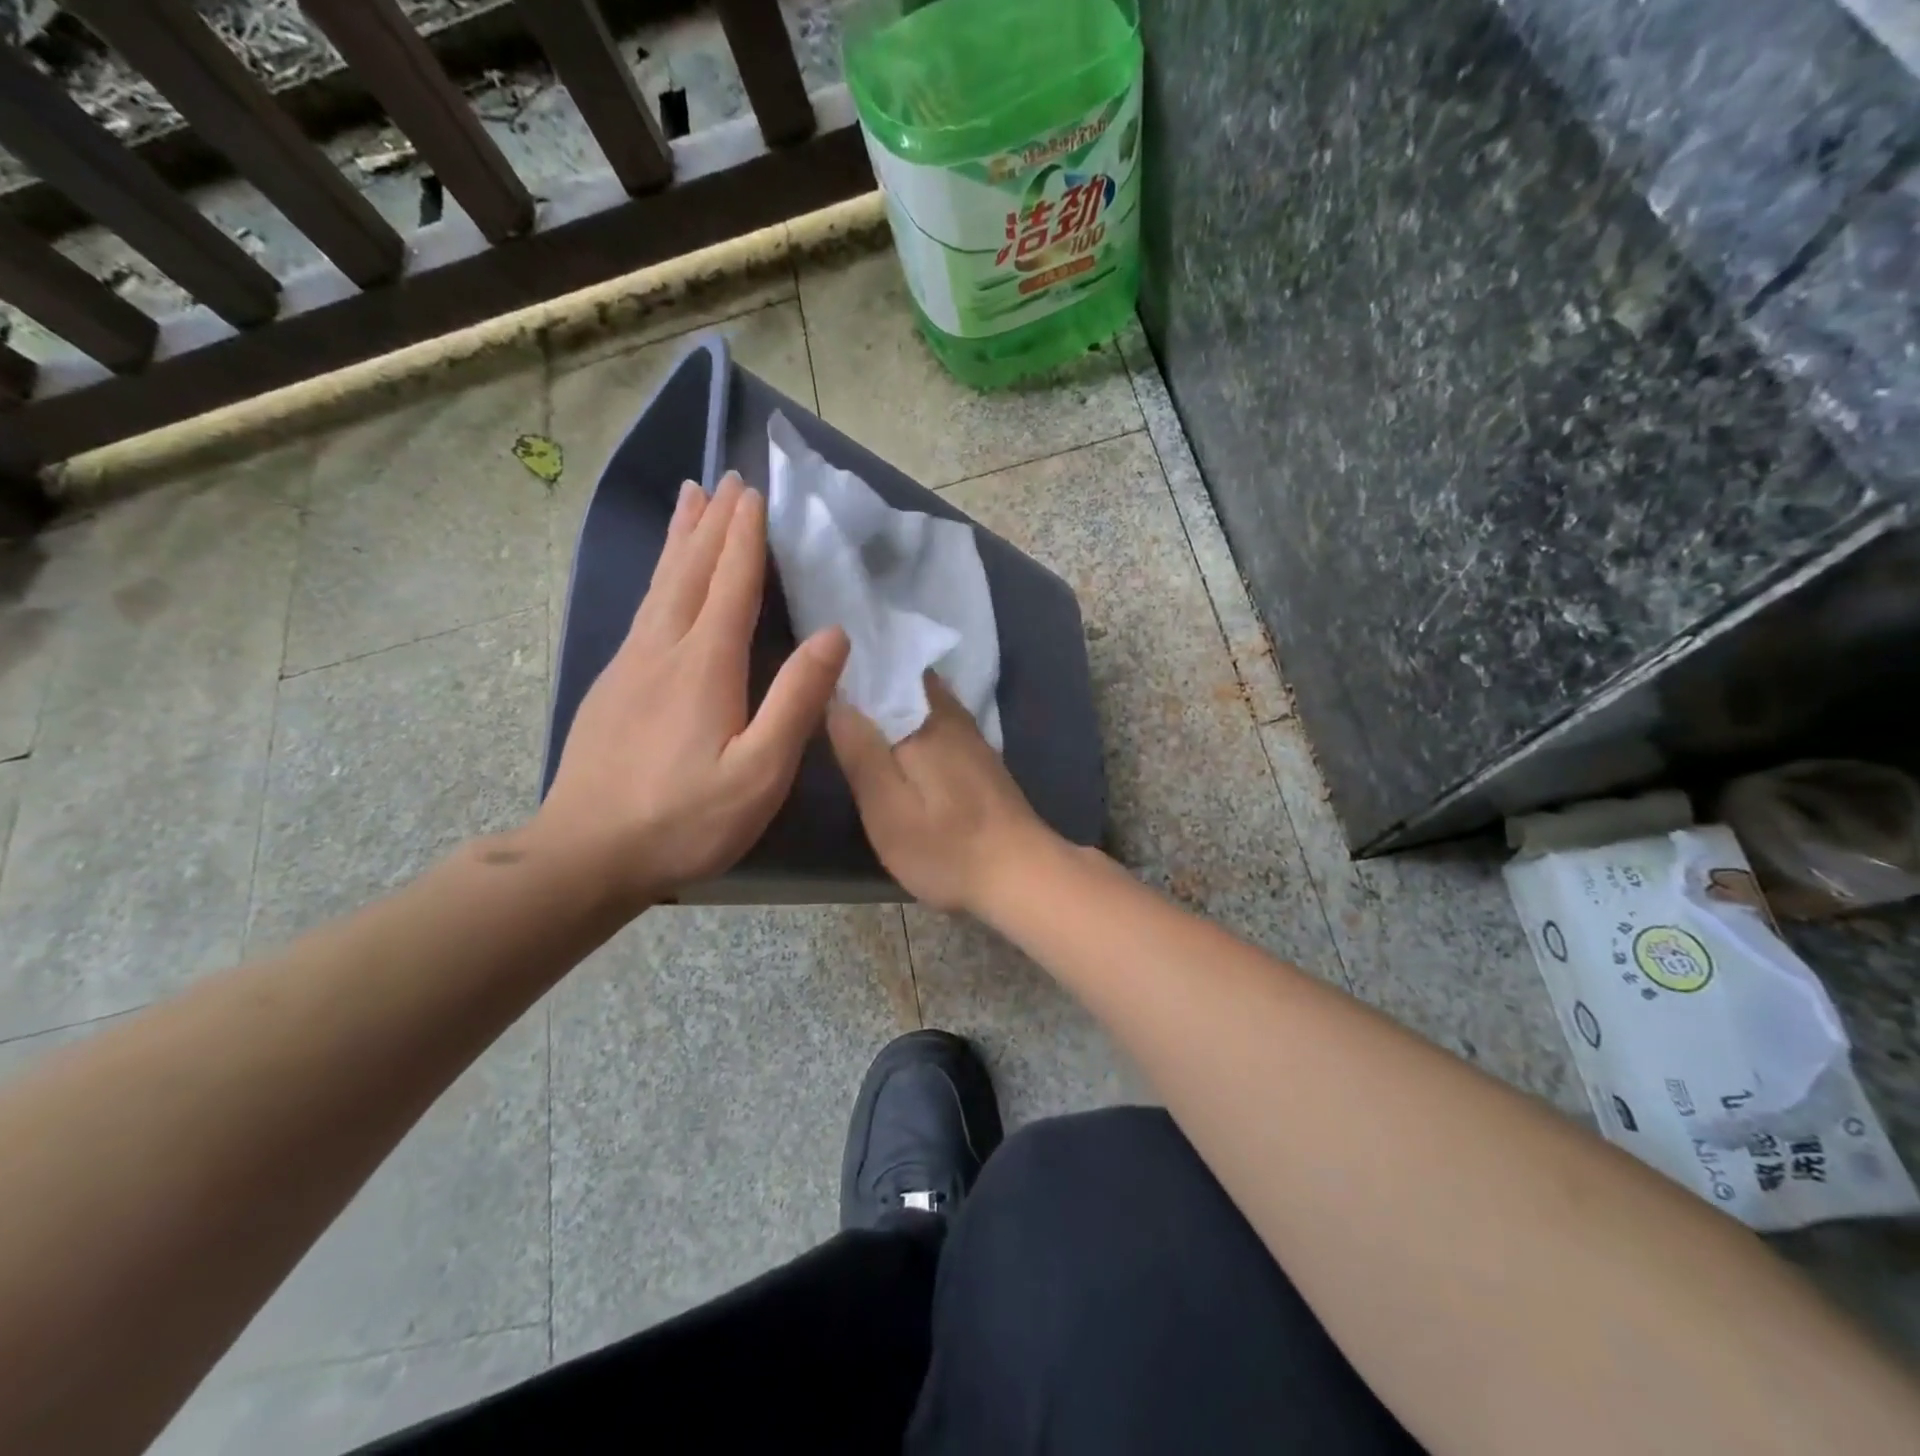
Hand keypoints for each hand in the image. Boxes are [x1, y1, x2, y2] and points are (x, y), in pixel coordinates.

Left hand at [533, 473, 848, 910]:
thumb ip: (797, 700)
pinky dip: (660, 577)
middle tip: (724, 478)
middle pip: (689, 571)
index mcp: (705, 664)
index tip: (755, 492)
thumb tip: (834, 635)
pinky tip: (663, 580)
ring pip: (660, 585)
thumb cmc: (685, 819)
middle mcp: (663, 649)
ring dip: (680, 539)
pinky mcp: (612, 686)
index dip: (745, 537)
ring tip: (690, 500)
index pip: (731, 583)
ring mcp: (630, 665)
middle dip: (712, 523)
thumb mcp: (760, 771)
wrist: (586, 855)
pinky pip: (643, 610)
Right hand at [828, 673, 1057, 913]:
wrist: (1021, 875)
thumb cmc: (945, 846)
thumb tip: (834, 699)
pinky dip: (913, 726)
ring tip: (856, 717)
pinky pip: (937, 724)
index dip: (851, 672)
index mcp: (924, 719)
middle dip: (872, 684)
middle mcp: (950, 715)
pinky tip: (897, 746)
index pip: (882, 672)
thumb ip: (860, 751)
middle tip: (830, 696)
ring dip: (894, 704)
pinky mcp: (980, 759)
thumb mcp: (887, 808)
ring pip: (922, 703)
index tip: (820, 674)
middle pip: (905, 683)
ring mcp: (970, 736)